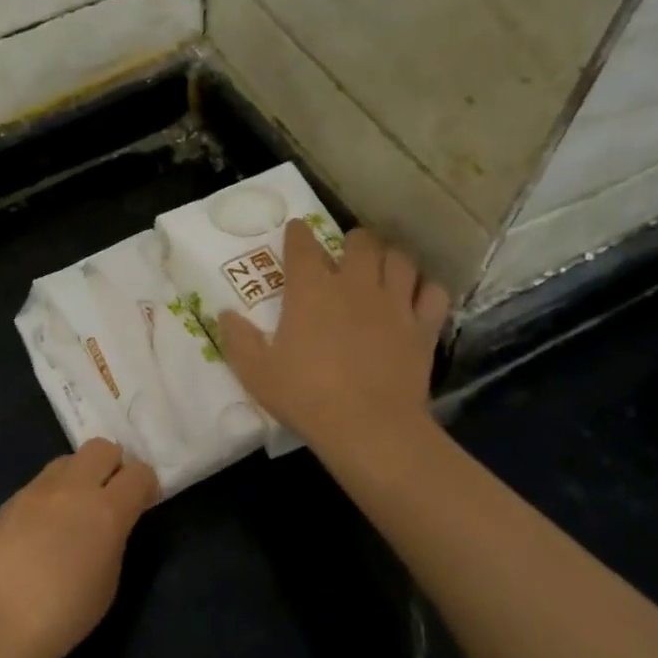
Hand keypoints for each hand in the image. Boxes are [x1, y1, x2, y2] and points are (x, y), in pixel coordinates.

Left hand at [0, 438, 158, 657]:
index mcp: (107, 510)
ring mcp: (37, 489)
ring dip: (78, 476)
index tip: (141, 503)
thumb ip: (115, 537)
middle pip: (102, 448)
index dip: (145, 485)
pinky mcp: (11, 499)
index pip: (140, 472)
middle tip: (108, 496)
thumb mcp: (110, 578)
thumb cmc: (67, 611)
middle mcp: (73, 488)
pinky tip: (40, 528)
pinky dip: (50, 496)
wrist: (2, 620)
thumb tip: (109, 522)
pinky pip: (40, 483)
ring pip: (67, 460)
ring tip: (71, 510)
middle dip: (112, 465)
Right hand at [218, 222, 448, 459]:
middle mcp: (355, 284)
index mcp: (311, 289)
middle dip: (353, 240)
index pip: (303, 246)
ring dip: (389, 258)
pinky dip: (424, 288)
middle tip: (346, 251)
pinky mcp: (423, 327)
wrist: (368, 426)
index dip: (297, 234)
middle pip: (361, 242)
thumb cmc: (306, 395)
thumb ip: (237, 339)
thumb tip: (224, 313)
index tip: (295, 230)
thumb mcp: (255, 372)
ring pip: (400, 259)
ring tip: (382, 267)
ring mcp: (394, 303)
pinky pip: (432, 292)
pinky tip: (415, 296)